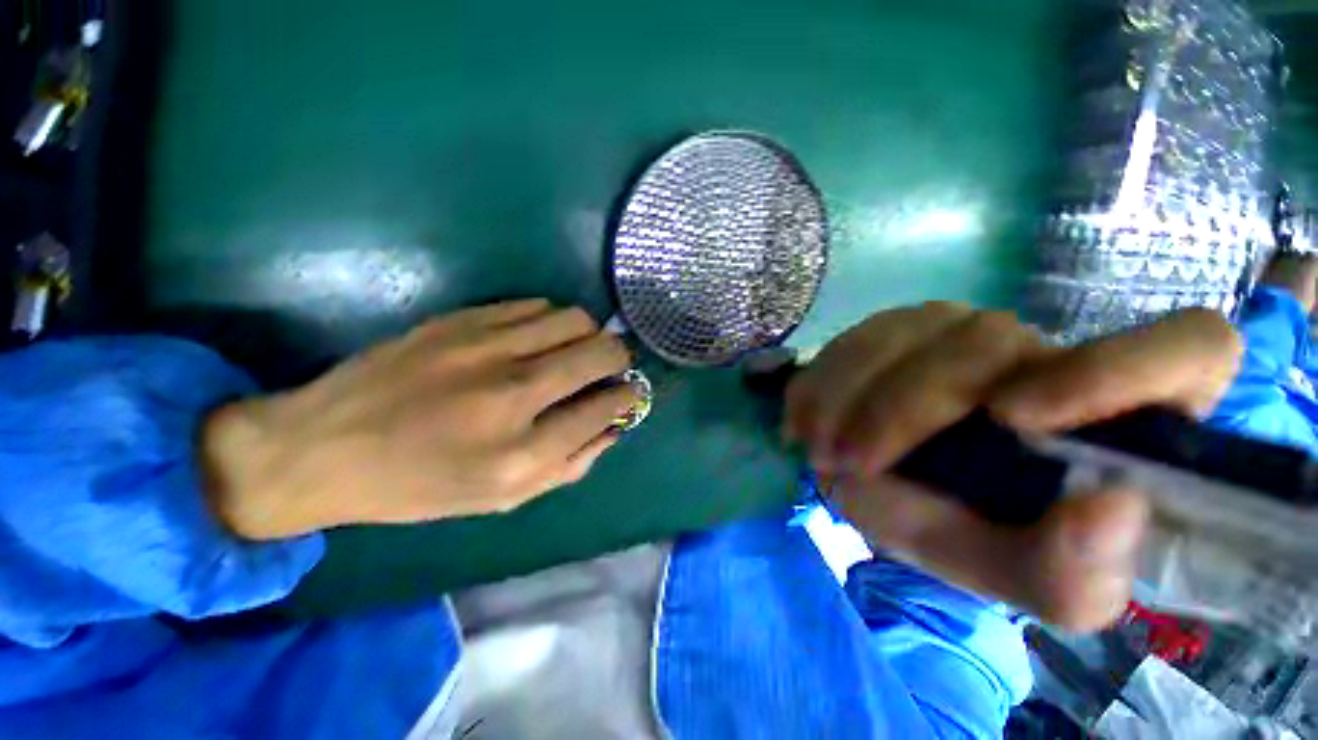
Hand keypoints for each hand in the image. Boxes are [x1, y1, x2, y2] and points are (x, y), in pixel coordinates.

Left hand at [202, 300, 637, 539]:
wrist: (322, 448)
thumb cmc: (419, 487)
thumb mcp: (502, 500)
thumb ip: (568, 465)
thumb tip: (613, 427)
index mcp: (520, 454)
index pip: (605, 407)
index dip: (628, 396)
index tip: (632, 390)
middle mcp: (510, 395)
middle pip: (598, 352)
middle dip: (620, 356)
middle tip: (615, 363)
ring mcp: (484, 349)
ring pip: (573, 318)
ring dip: (588, 333)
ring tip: (576, 348)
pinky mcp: (460, 320)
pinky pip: (535, 305)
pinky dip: (551, 320)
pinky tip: (539, 338)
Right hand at [785, 302, 1241, 629]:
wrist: (890, 492)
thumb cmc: (969, 534)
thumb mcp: (1016, 579)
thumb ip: (1072, 573)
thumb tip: (1113, 508)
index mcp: (1119, 417)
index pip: (1188, 347)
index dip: (1122, 366)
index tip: (1015, 416)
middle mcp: (1045, 352)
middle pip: (987, 341)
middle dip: (901, 408)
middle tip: (849, 461)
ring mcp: (961, 328)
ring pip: (904, 331)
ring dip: (847, 396)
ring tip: (821, 447)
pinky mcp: (896, 327)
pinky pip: (852, 339)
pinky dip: (821, 383)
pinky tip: (808, 420)